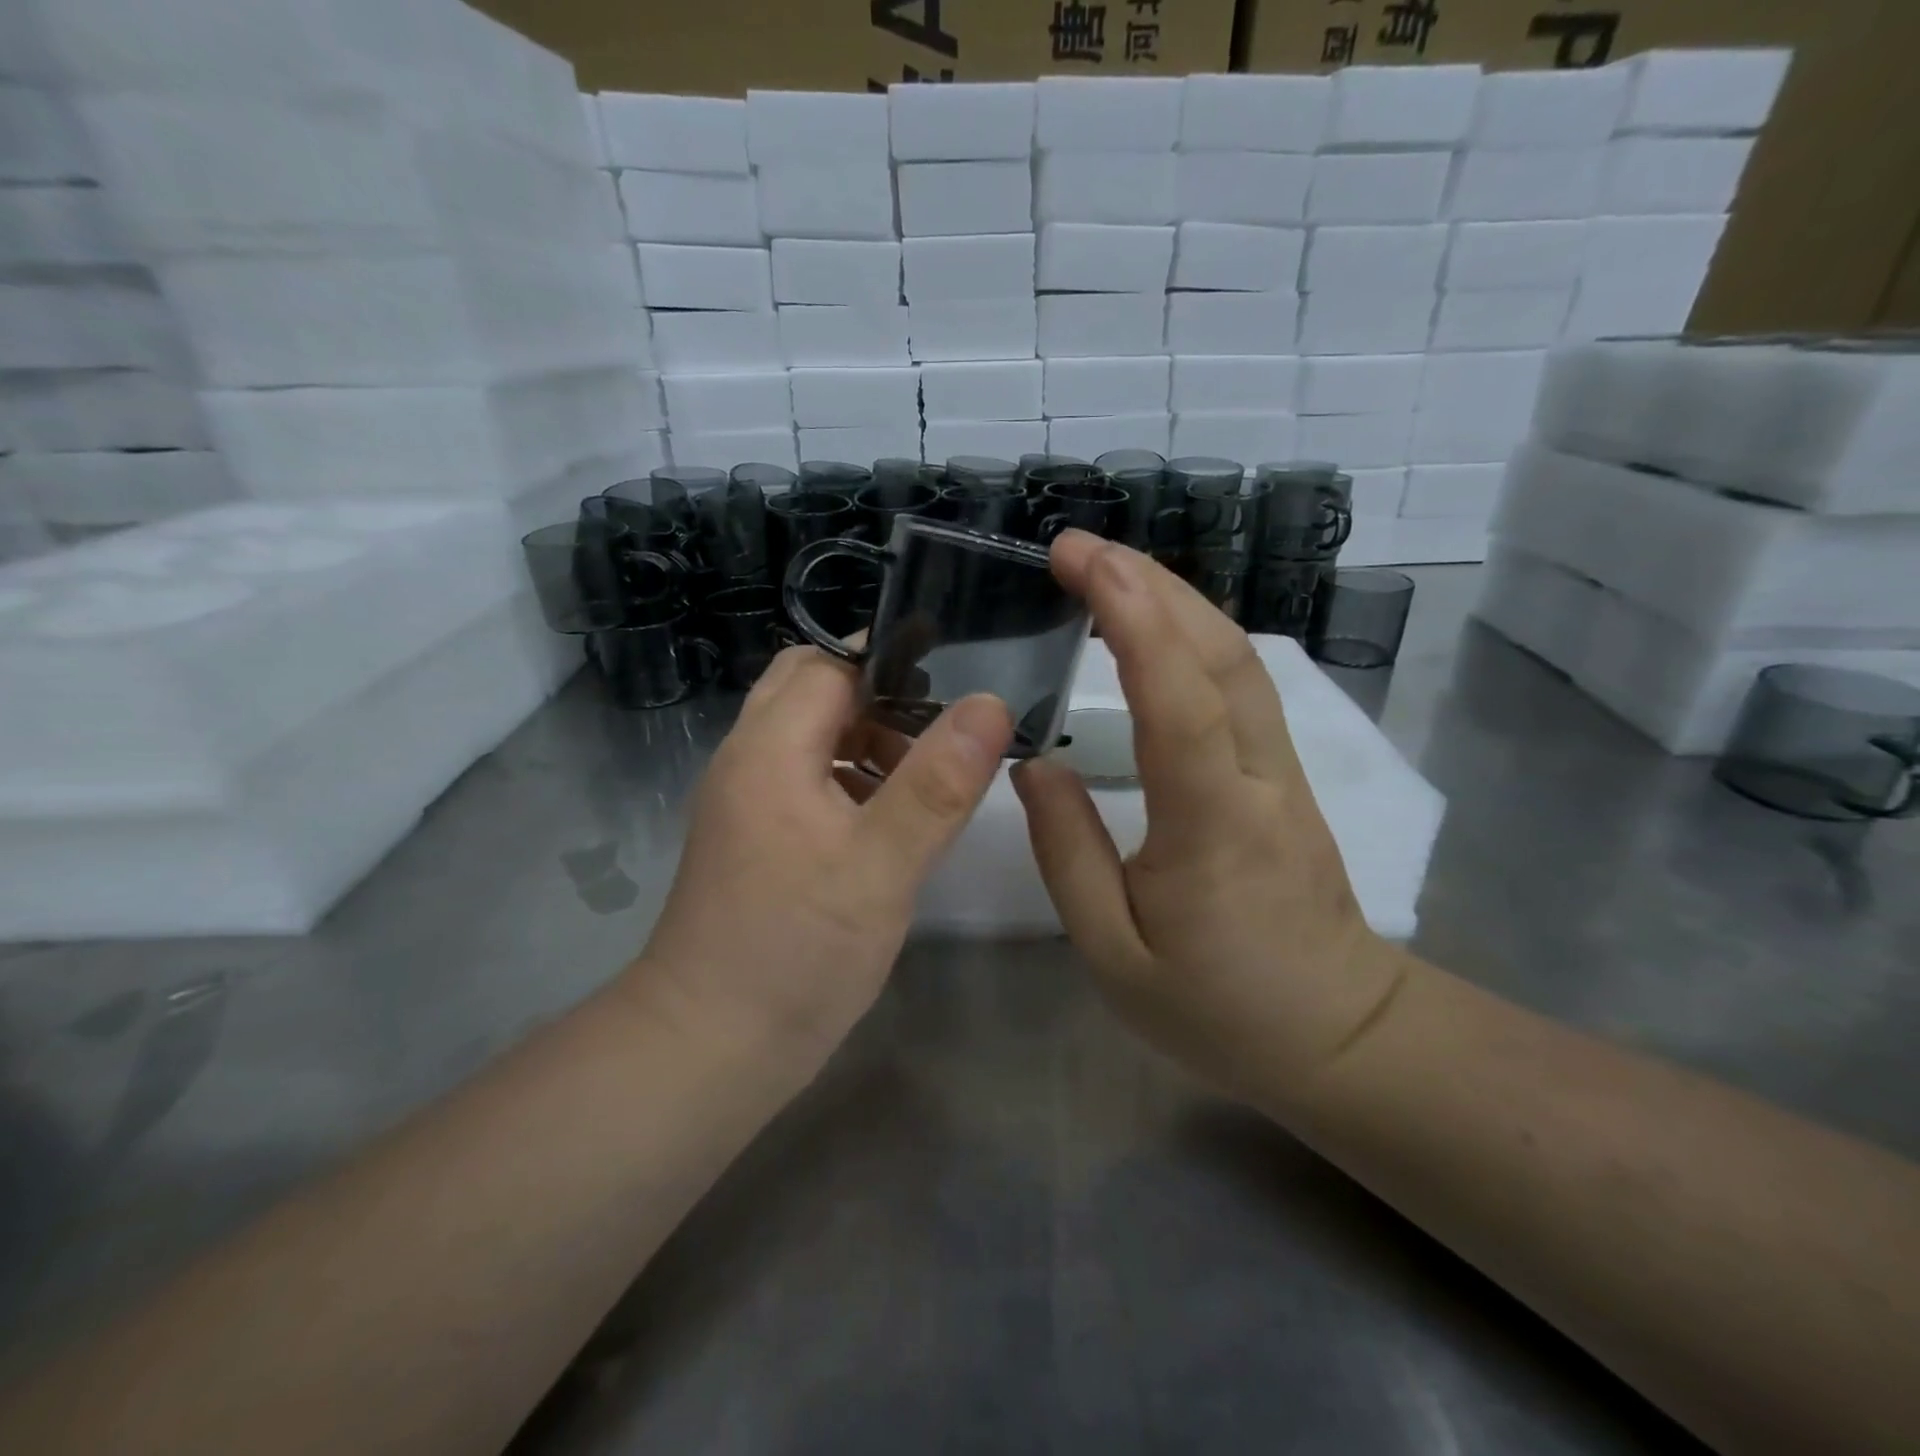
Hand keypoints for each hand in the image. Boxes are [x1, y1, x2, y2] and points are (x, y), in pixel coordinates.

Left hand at [637, 646, 1012, 1065]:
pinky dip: (850, 778)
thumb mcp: (881, 868)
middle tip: (942, 730)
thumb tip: (990, 703)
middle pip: (812, 689)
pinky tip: (891, 820)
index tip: (958, 677)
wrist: (709, 1049)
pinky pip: (806, 778)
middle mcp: (747, 760)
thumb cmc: (796, 954)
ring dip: (867, 739)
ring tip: (929, 774)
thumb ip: (937, 784)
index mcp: (769, 749)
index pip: (829, 663)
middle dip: (879, 697)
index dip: (891, 661)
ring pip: (810, 735)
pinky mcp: (756, 837)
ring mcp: (746, 800)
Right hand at [1012, 534, 1404, 1111]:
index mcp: (1211, 823)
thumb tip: (1032, 766)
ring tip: (1110, 569)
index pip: (1177, 695)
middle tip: (1079, 547)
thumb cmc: (1217, 1007)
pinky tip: (1156, 627)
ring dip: (1175, 599)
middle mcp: (1258, 777)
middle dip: (1150, 584)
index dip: (1131, 614)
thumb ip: (1067, 853)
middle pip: (1220, 653)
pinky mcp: (1283, 774)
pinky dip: (1194, 636)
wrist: (1338, 1035)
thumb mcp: (1113, 953)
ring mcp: (1281, 769)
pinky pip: (1240, 685)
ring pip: (1238, 660)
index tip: (1078, 559)